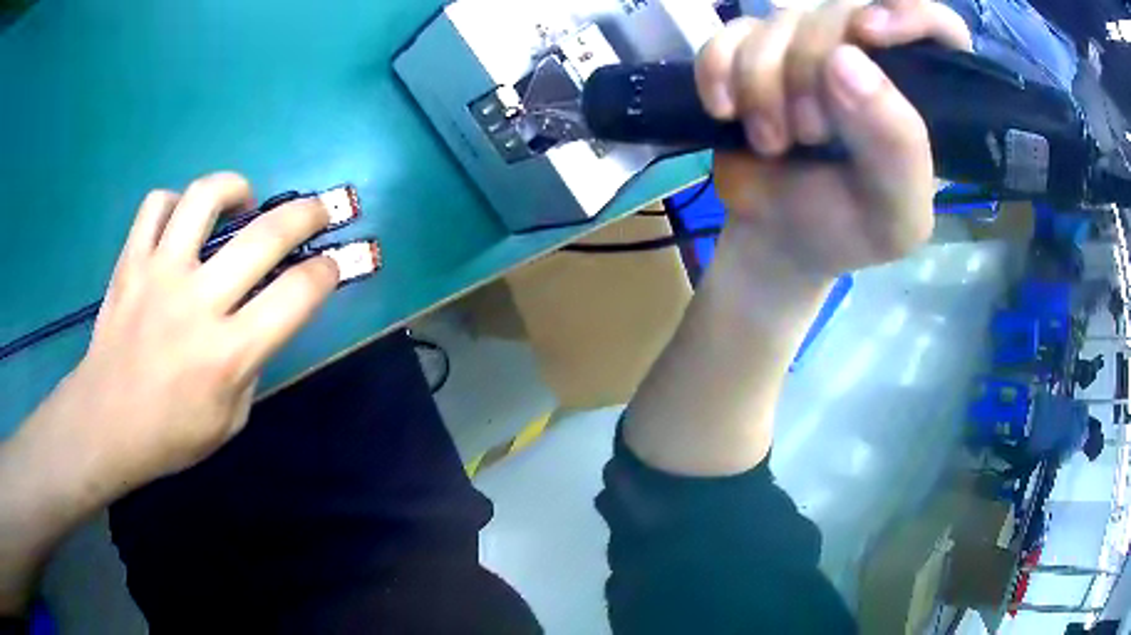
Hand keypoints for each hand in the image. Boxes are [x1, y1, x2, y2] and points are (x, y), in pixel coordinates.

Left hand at [0, 172, 339, 611]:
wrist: (104, 424)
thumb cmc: (169, 435)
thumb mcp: (229, 421)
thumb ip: (251, 366)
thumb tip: (259, 321)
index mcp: (229, 354)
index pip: (297, 295)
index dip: (326, 272)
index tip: (329, 265)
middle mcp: (197, 303)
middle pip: (265, 235)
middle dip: (307, 213)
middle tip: (317, 209)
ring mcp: (159, 274)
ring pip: (205, 198)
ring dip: (235, 188)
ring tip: (242, 200)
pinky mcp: (130, 261)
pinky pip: (156, 205)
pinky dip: (175, 203)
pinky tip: (182, 221)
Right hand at [694, 0, 971, 279]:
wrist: (779, 236)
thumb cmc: (848, 230)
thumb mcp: (894, 213)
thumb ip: (896, 146)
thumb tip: (846, 60)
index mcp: (920, 95)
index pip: (939, 27)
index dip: (908, 12)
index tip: (869, 34)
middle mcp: (869, 56)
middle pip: (841, 11)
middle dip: (811, 70)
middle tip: (808, 133)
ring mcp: (807, 47)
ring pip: (780, 20)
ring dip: (762, 83)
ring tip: (772, 142)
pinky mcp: (754, 51)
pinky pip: (728, 34)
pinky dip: (717, 68)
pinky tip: (723, 108)